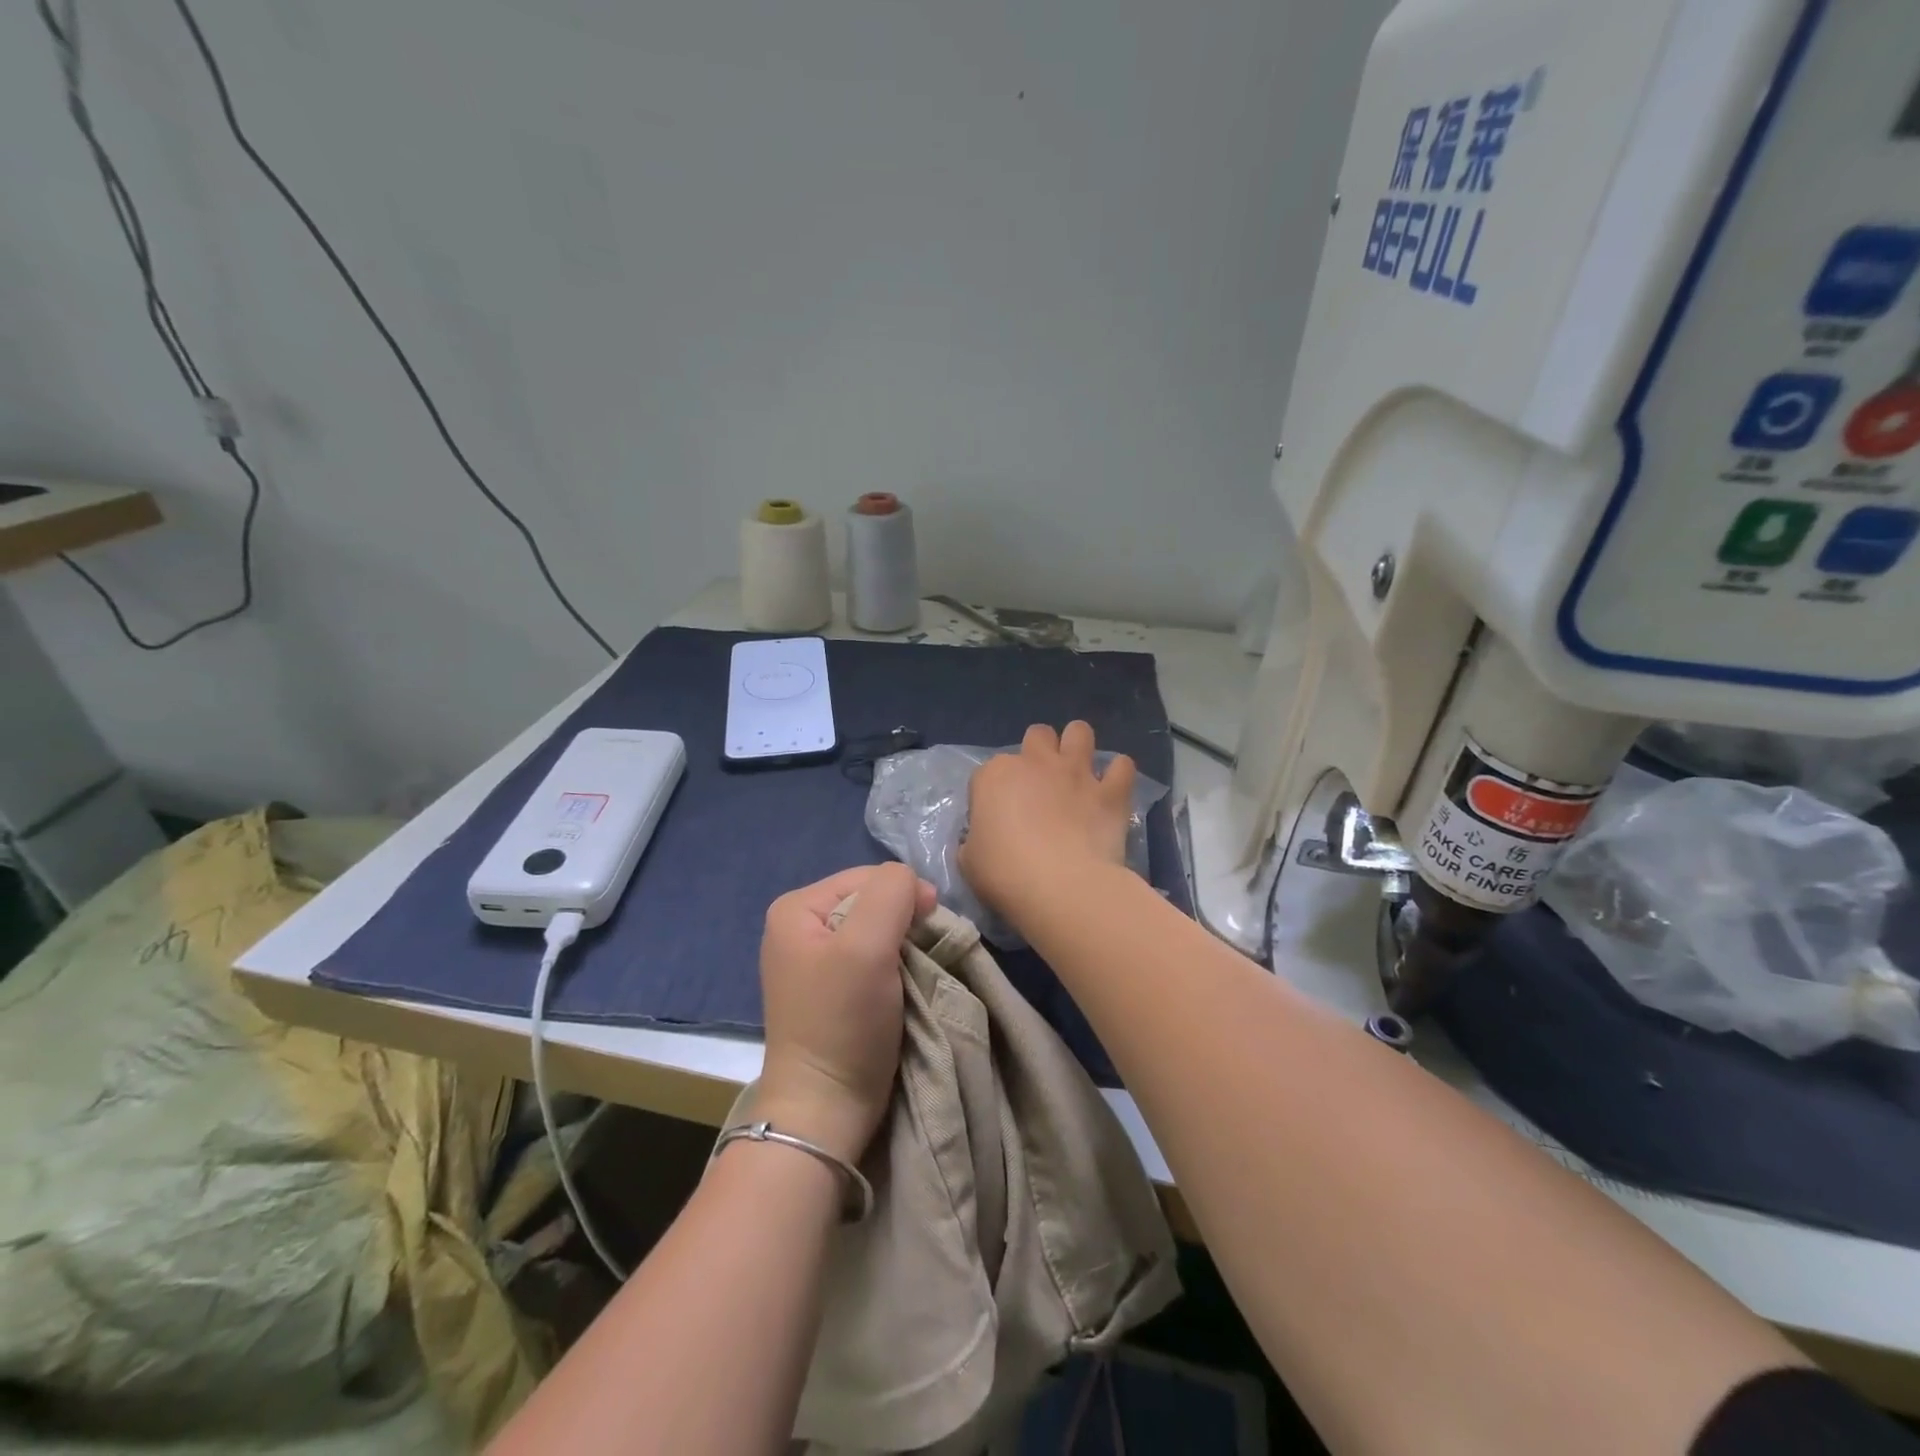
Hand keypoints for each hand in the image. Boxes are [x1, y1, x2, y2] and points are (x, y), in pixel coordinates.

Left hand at [756, 863, 935, 1164]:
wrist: (824, 1109)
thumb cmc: (842, 1021)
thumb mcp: (867, 945)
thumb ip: (891, 893)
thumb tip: (912, 882)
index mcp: (796, 908)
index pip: (868, 876)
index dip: (905, 895)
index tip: (930, 930)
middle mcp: (799, 927)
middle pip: (871, 902)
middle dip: (903, 924)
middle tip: (923, 956)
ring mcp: (812, 961)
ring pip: (877, 931)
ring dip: (902, 949)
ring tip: (913, 975)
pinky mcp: (829, 991)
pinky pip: (871, 960)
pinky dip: (893, 970)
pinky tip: (900, 989)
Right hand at [960, 721, 1137, 921]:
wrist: (1060, 887)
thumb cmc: (1004, 874)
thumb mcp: (968, 859)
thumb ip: (976, 839)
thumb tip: (986, 839)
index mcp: (994, 776)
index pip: (987, 773)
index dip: (992, 794)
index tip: (997, 819)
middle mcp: (1035, 762)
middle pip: (1037, 735)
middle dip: (1038, 753)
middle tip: (1040, 785)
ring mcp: (1076, 772)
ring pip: (1079, 732)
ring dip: (1078, 746)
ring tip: (1077, 772)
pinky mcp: (1110, 791)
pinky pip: (1123, 766)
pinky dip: (1118, 774)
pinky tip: (1113, 789)